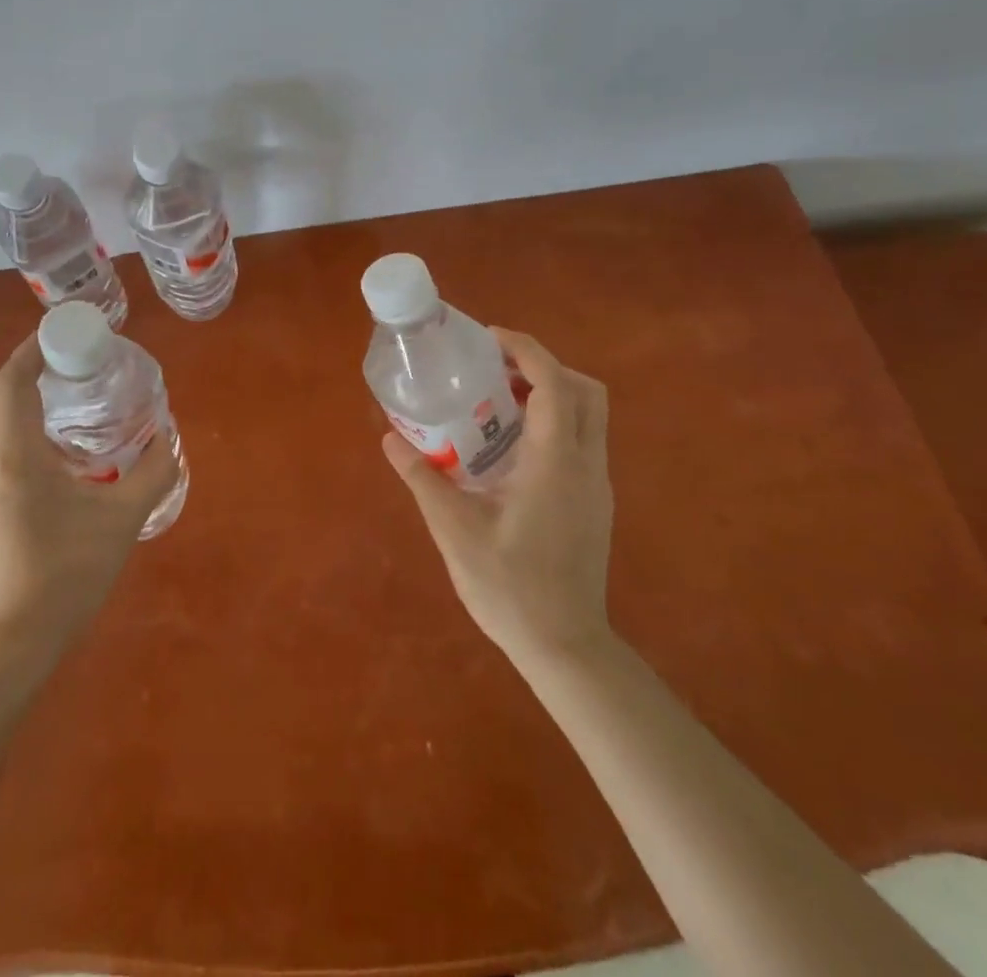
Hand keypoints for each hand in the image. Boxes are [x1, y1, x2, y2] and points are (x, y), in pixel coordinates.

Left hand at [0, 335, 179, 650]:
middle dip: (24, 368)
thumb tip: (168, 440)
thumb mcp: (124, 519)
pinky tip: (50, 451)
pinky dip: (15, 430)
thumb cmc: (72, 572)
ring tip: (62, 399)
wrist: (19, 637)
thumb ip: (153, 473)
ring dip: (19, 399)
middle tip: (64, 359)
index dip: (31, 350)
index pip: (11, 382)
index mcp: (16, 457)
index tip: (61, 334)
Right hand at [381, 328, 613, 667]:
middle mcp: (586, 464)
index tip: (489, 339)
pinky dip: (553, 422)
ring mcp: (596, 484)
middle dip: (544, 367)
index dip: (525, 349)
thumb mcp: (455, 531)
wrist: (565, 646)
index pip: (554, 383)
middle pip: (584, 390)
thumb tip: (390, 439)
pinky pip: (582, 441)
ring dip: (550, 394)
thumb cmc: (510, 586)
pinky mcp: (594, 502)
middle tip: (496, 370)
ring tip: (497, 403)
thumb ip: (422, 479)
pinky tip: (510, 449)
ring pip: (589, 416)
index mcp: (555, 461)